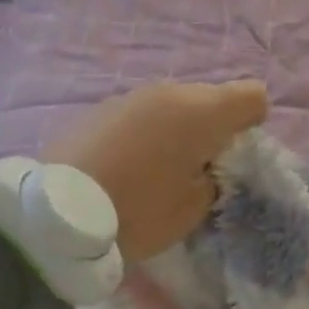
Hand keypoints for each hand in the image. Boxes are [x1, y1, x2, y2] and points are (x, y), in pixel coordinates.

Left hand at [46, 80, 268, 261]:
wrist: (56, 216)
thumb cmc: (138, 211)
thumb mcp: (193, 208)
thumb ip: (214, 178)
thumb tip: (208, 166)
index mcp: (201, 111)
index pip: (253, 96)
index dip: (253, 123)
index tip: (234, 155)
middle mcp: (169, 91)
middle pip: (211, 99)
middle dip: (213, 128)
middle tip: (198, 169)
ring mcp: (131, 96)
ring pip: (173, 106)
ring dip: (177, 130)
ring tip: (158, 169)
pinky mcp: (100, 108)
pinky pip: (141, 115)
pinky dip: (145, 133)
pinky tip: (126, 166)